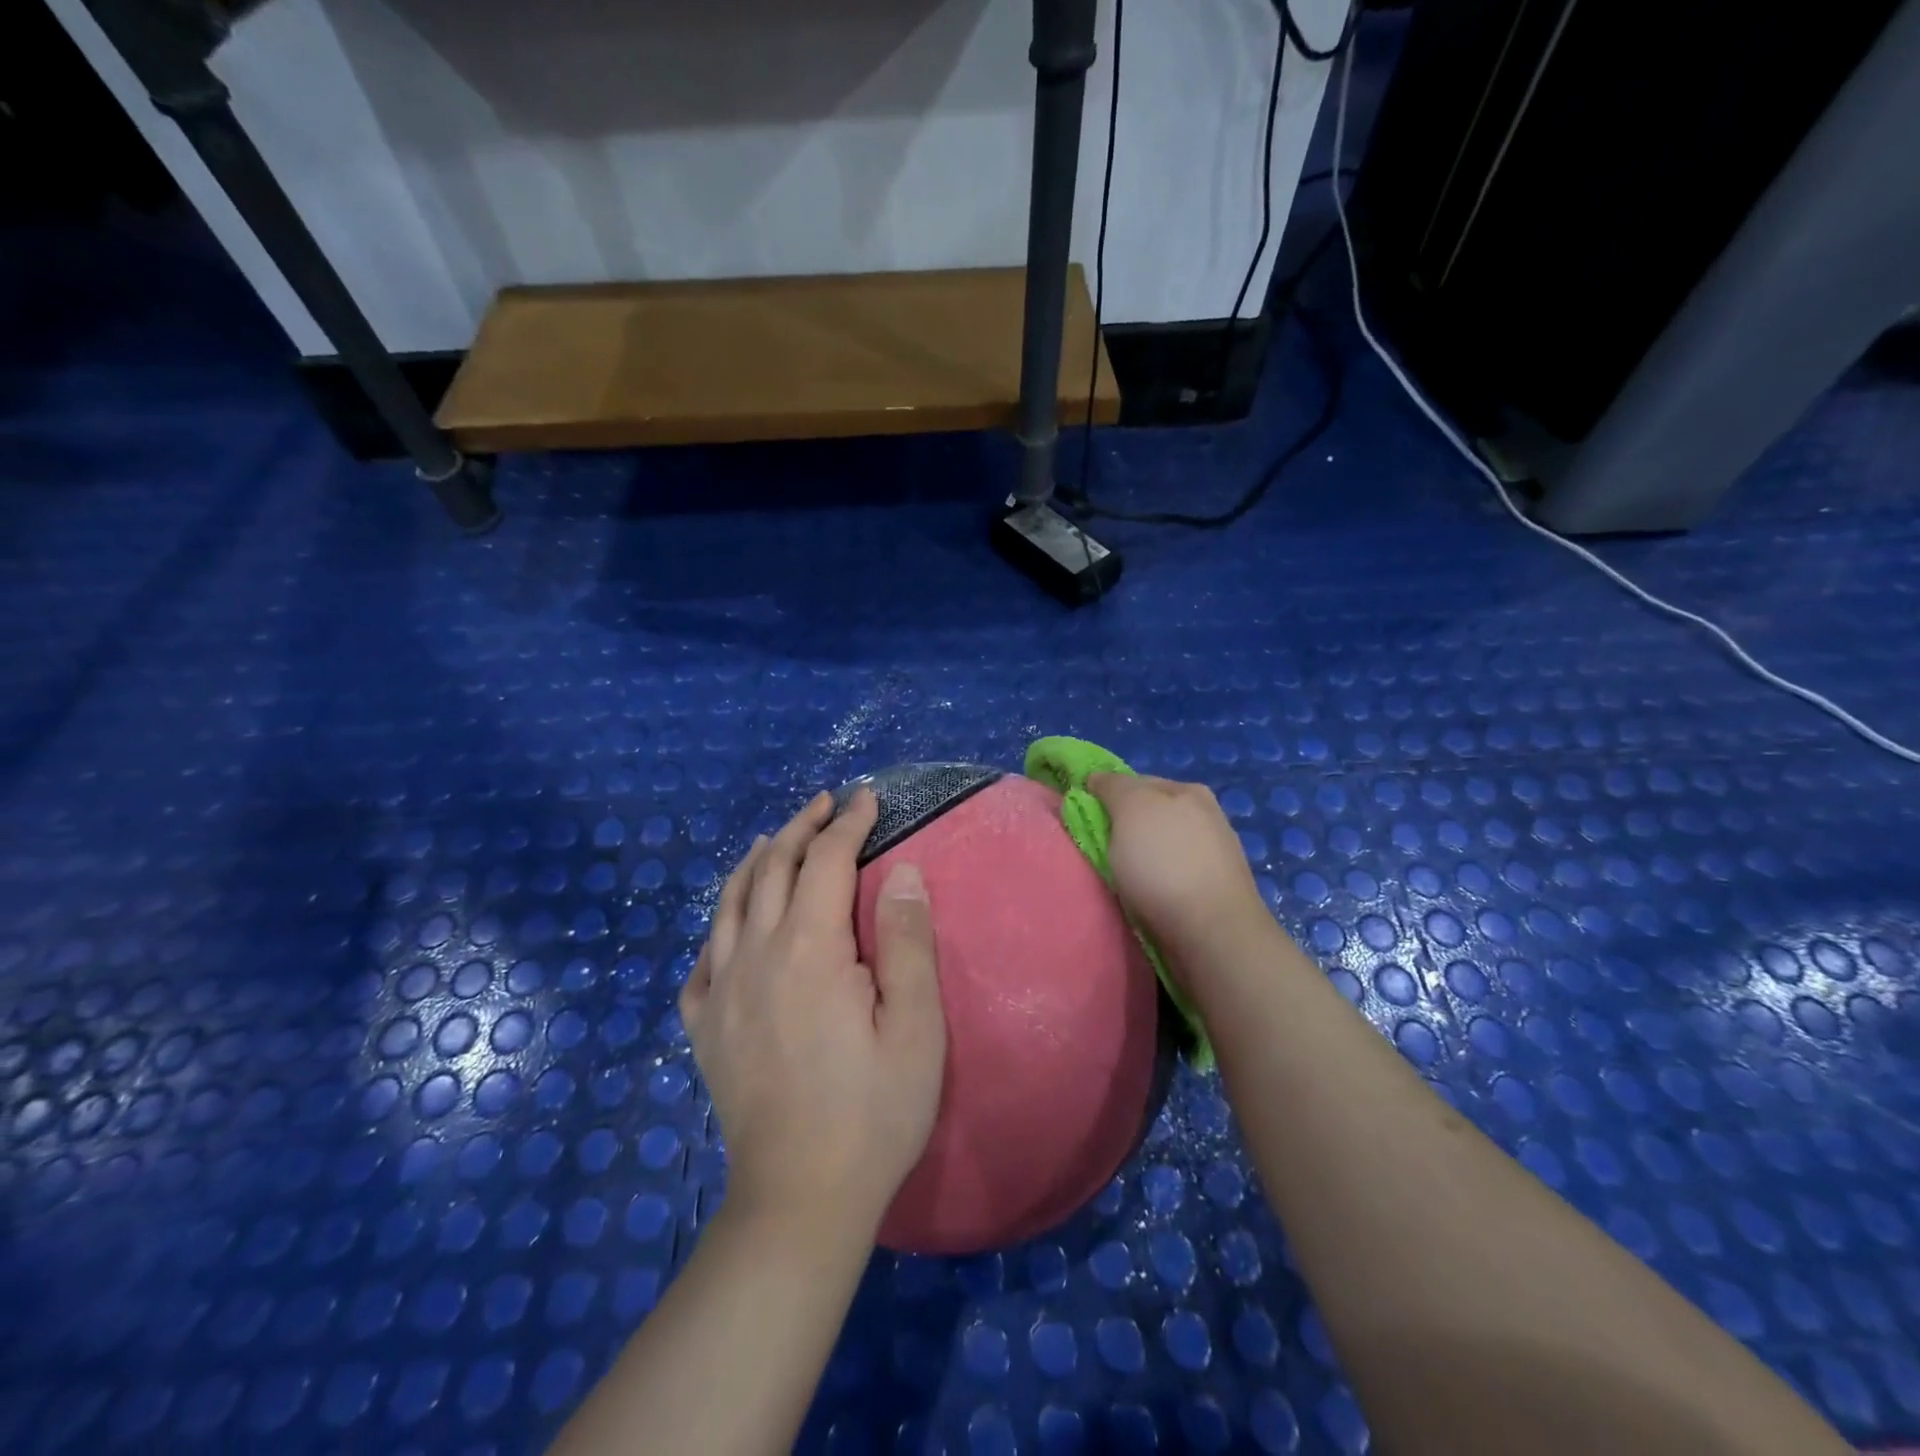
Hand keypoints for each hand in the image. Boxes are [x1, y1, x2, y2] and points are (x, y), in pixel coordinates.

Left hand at [681, 789, 946, 1235]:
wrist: (800, 1199)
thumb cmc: (874, 1112)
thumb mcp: (916, 1027)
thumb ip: (907, 942)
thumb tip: (902, 871)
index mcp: (810, 950)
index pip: (827, 861)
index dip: (848, 824)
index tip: (867, 798)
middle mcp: (756, 956)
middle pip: (773, 869)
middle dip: (801, 828)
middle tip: (827, 805)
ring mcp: (720, 992)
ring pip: (730, 903)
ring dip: (757, 861)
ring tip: (777, 839)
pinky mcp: (703, 1027)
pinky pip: (702, 957)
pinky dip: (720, 924)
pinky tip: (732, 924)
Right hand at [1087, 772, 1272, 993]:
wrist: (1213, 934)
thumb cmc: (1166, 863)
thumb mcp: (1132, 808)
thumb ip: (1113, 786)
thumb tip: (1098, 778)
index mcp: (1189, 790)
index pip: (1135, 782)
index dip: (1106, 797)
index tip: (1084, 820)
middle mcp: (1206, 817)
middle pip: (1147, 816)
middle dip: (1122, 832)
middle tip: (1097, 853)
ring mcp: (1213, 856)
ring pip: (1158, 849)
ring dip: (1137, 861)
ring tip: (1118, 881)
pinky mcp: (1212, 892)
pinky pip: (1170, 877)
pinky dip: (1154, 885)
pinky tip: (1144, 899)